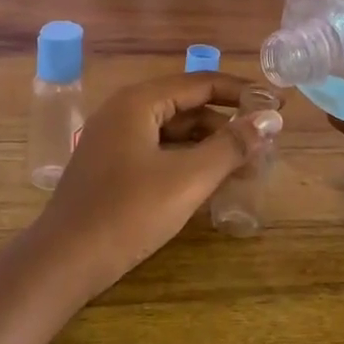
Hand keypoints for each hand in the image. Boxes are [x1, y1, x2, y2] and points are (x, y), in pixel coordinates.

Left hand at [32, 72, 282, 288]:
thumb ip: (231, 146)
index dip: (242, 93)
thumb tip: (270, 119)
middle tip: (265, 146)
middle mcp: (124, 112)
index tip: (278, 106)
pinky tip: (212, 183)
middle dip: (228, 125)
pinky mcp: (112, 168)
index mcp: (139, 102)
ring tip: (248, 169)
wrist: (65, 260)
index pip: (201, 83)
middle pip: (187, 107)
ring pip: (173, 133)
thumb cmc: (128, 213)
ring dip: (210, 147)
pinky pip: (159, 153)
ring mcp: (114, 141)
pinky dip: (188, 162)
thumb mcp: (187, 178)